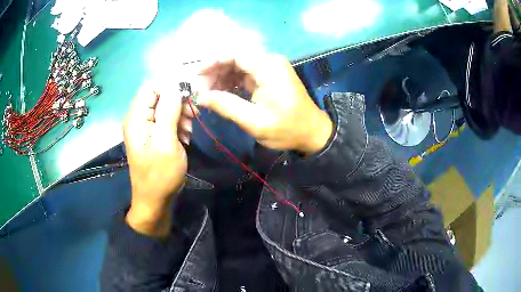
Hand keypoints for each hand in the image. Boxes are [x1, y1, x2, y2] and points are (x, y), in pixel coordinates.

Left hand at [123, 81, 191, 236]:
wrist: (154, 201)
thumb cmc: (160, 174)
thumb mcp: (166, 142)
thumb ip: (168, 112)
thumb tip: (175, 87)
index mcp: (136, 117)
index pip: (151, 87)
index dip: (170, 89)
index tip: (186, 101)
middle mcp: (138, 118)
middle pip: (158, 96)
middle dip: (177, 103)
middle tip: (190, 118)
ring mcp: (145, 127)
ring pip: (164, 107)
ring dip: (179, 115)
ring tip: (189, 131)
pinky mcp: (152, 135)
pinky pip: (166, 120)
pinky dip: (177, 124)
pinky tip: (185, 136)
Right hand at [194, 54, 332, 155]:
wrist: (312, 133)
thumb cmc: (288, 129)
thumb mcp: (255, 122)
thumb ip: (227, 106)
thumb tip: (201, 97)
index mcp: (268, 67)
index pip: (234, 54)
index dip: (212, 62)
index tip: (196, 77)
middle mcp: (269, 61)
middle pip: (234, 58)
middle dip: (214, 72)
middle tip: (200, 91)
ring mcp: (269, 68)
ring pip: (237, 66)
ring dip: (221, 78)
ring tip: (208, 95)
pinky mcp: (268, 76)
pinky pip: (244, 74)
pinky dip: (231, 82)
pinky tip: (221, 94)